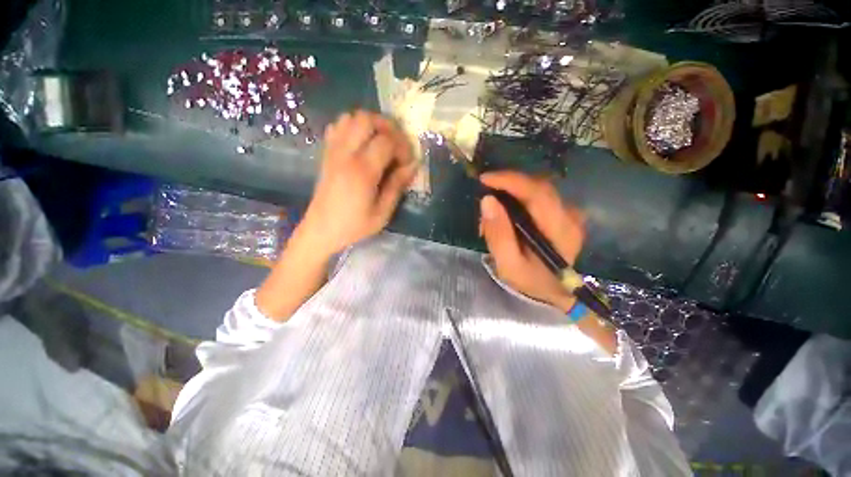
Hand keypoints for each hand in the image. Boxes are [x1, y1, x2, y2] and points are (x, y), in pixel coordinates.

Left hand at [297, 110, 417, 256]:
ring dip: (370, 125)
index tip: (407, 163)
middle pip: (366, 119)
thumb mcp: (382, 213)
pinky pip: (337, 127)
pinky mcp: (326, 154)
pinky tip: (361, 144)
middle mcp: (346, 154)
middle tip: (397, 145)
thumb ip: (397, 186)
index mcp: (362, 171)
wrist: (321, 230)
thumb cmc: (354, 226)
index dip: (403, 147)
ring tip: (381, 142)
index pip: (387, 141)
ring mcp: (333, 151)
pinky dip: (352, 127)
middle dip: (387, 127)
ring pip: (350, 117)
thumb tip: (413, 165)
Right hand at [479, 171, 584, 312]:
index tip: (485, 179)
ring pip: (537, 189)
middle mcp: (570, 216)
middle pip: (538, 186)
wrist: (552, 291)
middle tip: (486, 200)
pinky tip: (507, 214)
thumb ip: (498, 234)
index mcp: (560, 230)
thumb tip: (487, 200)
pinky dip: (519, 198)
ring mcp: (569, 213)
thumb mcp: (508, 264)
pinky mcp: (563, 214)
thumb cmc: (530, 280)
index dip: (511, 181)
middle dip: (507, 186)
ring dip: (512, 193)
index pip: (538, 193)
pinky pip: (539, 196)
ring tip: (494, 212)